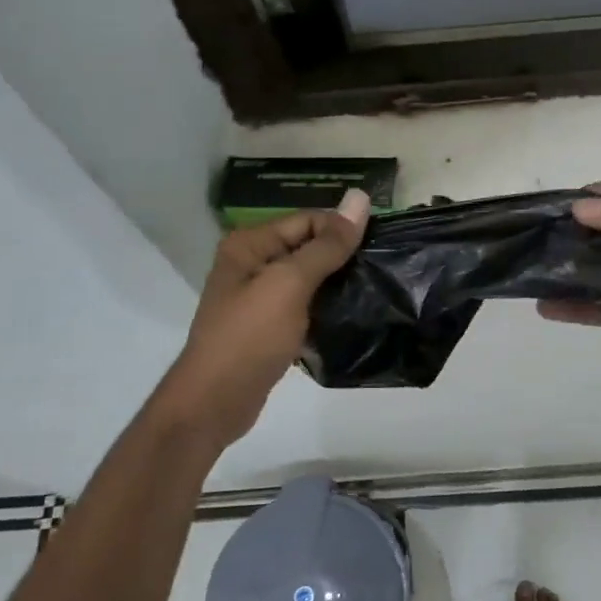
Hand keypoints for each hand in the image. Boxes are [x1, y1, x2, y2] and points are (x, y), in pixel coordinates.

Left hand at [152, 190, 369, 448]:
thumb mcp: (290, 284)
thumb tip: (360, 197)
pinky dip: (326, 308)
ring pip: (309, 279)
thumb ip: (327, 244)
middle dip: (343, 255)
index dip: (343, 228)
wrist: (215, 402)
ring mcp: (259, 297)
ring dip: (338, 283)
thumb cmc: (250, 336)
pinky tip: (354, 315)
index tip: (382, 244)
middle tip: (384, 267)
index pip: (307, 219)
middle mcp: (251, 263)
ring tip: (376, 289)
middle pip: (308, 247)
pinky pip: (305, 306)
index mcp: (250, 244)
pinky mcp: (268, 326)